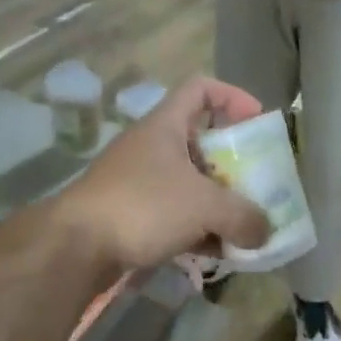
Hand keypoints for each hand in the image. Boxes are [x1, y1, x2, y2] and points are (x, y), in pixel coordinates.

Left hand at [50, 77, 270, 270]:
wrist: (74, 248)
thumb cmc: (143, 206)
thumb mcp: (205, 206)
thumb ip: (244, 216)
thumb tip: (265, 231)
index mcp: (166, 126)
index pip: (201, 89)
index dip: (232, 96)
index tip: (257, 119)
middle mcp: (151, 147)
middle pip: (201, 141)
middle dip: (233, 163)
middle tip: (257, 182)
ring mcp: (138, 181)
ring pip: (189, 182)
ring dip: (218, 200)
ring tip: (243, 223)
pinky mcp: (131, 214)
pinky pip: (175, 213)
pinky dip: (198, 227)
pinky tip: (217, 251)